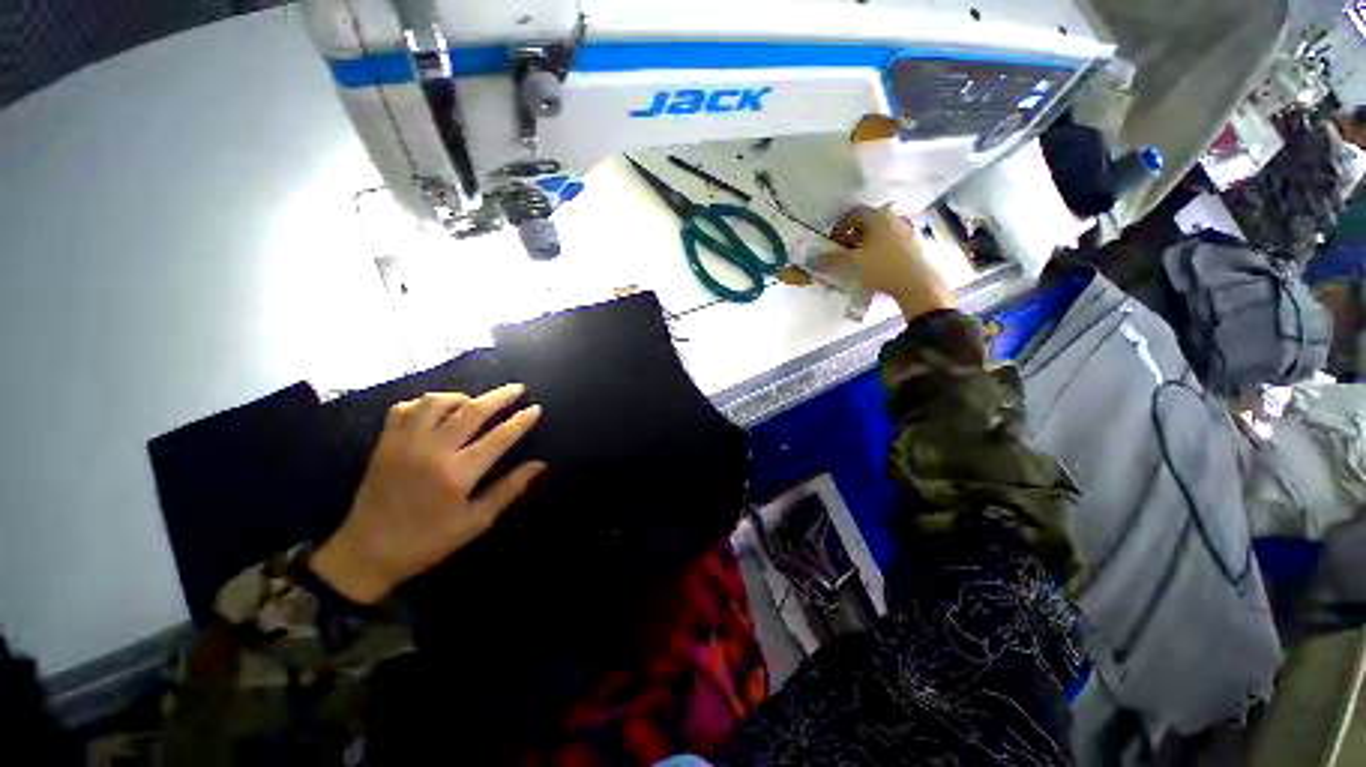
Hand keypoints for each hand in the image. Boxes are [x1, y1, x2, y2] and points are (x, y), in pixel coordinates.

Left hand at [310, 384, 545, 603]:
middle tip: (517, 388)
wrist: (366, 553)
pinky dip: (426, 402)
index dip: (521, 421)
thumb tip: (539, 465)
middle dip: (500, 396)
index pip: (499, 437)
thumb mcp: (475, 522)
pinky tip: (438, 410)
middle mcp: (432, 451)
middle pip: (472, 411)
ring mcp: (404, 443)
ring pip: (437, 402)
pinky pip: (405, 408)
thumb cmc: (428, 541)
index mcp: (457, 474)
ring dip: (462, 396)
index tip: (536, 408)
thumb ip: (508, 490)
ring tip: (476, 401)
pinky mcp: (385, 443)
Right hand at [826, 205, 956, 320]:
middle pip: (867, 221)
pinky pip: (889, 241)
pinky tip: (874, 265)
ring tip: (858, 260)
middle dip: (852, 235)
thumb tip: (814, 259)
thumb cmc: (881, 268)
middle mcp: (892, 218)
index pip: (854, 212)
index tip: (833, 242)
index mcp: (878, 217)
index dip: (840, 226)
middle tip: (843, 251)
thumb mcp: (852, 264)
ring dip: (865, 243)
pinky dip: (878, 249)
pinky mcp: (912, 244)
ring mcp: (905, 230)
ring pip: (879, 232)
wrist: (915, 283)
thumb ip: (831, 260)